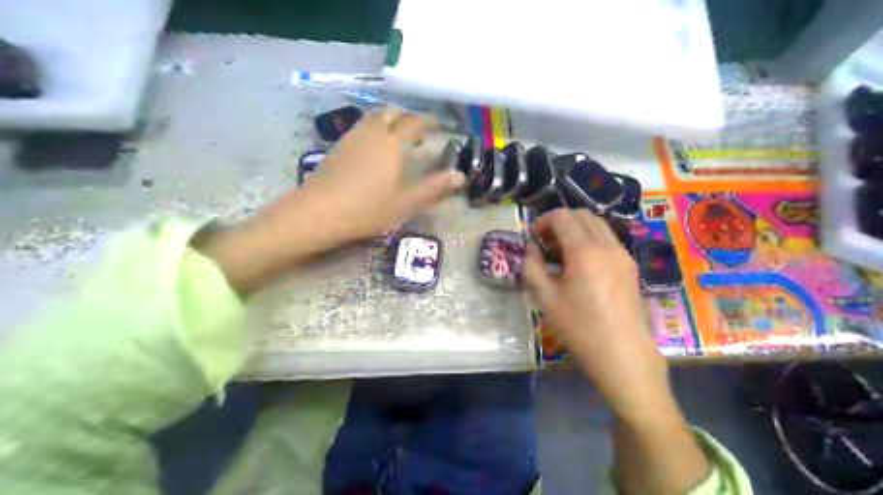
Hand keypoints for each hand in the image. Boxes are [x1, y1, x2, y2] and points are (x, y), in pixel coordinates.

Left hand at [195, 107, 464, 294]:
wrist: (318, 213)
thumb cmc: (367, 209)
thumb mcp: (405, 203)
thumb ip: (434, 188)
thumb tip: (461, 176)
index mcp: (392, 144)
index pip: (414, 123)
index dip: (428, 121)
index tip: (438, 125)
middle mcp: (372, 133)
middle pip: (390, 113)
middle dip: (406, 118)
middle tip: (416, 133)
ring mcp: (351, 138)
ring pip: (372, 119)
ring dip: (387, 122)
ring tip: (395, 139)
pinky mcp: (336, 148)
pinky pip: (359, 129)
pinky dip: (372, 130)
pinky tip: (372, 150)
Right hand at [524, 209, 670, 420]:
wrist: (623, 354)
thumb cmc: (580, 328)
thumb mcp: (546, 299)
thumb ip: (532, 268)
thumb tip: (530, 249)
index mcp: (584, 251)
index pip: (562, 216)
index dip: (543, 221)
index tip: (532, 238)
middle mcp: (607, 246)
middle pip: (582, 215)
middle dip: (560, 222)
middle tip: (545, 243)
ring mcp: (623, 255)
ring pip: (598, 225)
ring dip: (577, 230)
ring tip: (562, 254)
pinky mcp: (630, 267)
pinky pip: (608, 240)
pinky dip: (591, 241)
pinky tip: (581, 266)